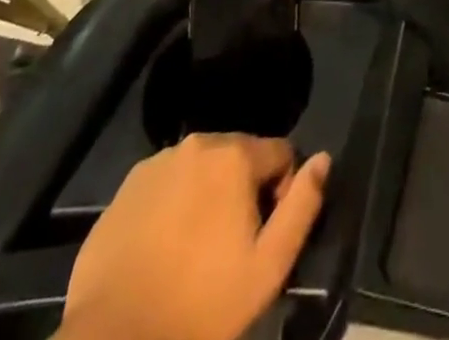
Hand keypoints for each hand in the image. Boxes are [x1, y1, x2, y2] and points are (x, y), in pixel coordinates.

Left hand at [62, 134, 329, 339]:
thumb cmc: (200, 306)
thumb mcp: (267, 267)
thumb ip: (302, 206)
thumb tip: (323, 159)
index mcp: (235, 155)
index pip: (281, 153)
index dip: (283, 191)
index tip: (265, 235)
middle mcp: (198, 143)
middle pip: (238, 156)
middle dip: (243, 191)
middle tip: (230, 248)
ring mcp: (157, 162)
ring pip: (200, 169)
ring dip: (207, 195)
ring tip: (195, 251)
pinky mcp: (126, 187)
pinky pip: (165, 185)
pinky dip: (172, 206)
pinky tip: (163, 250)